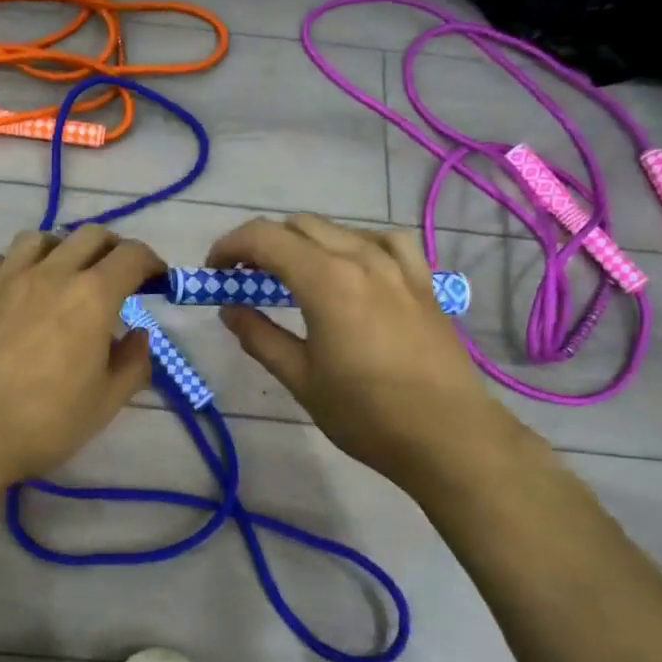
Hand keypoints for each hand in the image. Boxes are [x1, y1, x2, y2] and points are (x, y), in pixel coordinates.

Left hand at [0, 226, 161, 485]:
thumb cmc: (43, 423)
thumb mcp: (105, 403)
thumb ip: (133, 363)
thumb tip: (139, 335)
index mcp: (92, 297)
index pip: (132, 257)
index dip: (152, 263)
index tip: (157, 280)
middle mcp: (52, 273)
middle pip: (91, 236)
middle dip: (114, 249)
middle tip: (118, 277)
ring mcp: (8, 278)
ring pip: (42, 238)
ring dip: (64, 248)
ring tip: (66, 275)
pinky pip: (1, 258)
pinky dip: (19, 263)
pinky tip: (21, 288)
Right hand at [209, 215, 509, 480]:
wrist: (447, 435)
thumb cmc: (365, 414)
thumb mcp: (300, 379)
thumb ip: (260, 337)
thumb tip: (229, 309)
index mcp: (325, 280)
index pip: (264, 238)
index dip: (230, 246)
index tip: (214, 272)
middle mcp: (361, 259)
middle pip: (298, 226)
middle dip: (262, 244)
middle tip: (244, 279)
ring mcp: (398, 266)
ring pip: (340, 229)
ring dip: (305, 242)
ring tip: (293, 274)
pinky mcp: (423, 281)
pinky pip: (385, 241)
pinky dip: (357, 244)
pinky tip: (354, 266)